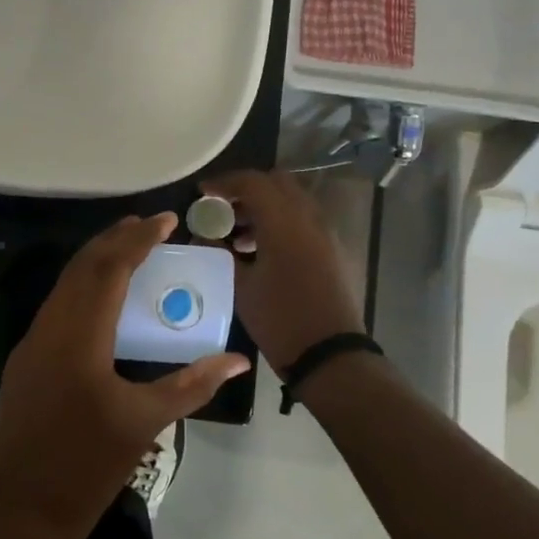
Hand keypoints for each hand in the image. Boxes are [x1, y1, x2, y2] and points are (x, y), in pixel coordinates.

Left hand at [0, 213, 249, 538]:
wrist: (25, 506)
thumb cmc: (89, 465)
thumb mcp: (146, 421)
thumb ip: (192, 384)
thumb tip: (237, 361)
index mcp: (80, 337)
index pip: (109, 269)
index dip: (138, 240)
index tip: (165, 220)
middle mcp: (50, 328)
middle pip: (82, 267)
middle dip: (114, 239)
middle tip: (148, 225)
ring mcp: (31, 343)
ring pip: (64, 285)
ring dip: (96, 261)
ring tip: (128, 249)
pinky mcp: (25, 359)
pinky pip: (56, 307)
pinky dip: (82, 288)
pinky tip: (101, 297)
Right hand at [199, 169, 364, 370]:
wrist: (331, 356)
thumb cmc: (280, 320)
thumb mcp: (241, 286)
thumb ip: (221, 252)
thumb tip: (204, 235)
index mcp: (284, 222)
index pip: (252, 182)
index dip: (224, 183)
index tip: (203, 192)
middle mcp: (310, 218)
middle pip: (277, 183)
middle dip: (248, 190)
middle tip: (224, 209)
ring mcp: (327, 234)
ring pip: (294, 201)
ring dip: (266, 207)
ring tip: (238, 235)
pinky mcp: (335, 251)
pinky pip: (305, 221)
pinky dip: (283, 223)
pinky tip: (263, 251)